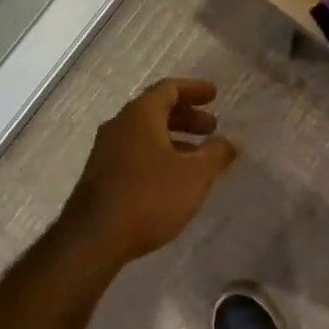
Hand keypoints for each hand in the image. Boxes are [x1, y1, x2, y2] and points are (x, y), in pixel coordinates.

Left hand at [59, 78, 238, 263]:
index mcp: (140, 115)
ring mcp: (106, 151)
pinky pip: (135, 152)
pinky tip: (174, 178)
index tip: (214, 95)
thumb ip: (217, 153)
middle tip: (212, 128)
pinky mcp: (101, 176)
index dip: (194, 89)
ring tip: (198, 156)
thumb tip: (233, 140)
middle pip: (156, 110)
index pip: (168, 89)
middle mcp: (119, 126)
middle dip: (187, 116)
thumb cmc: (150, 197)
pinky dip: (159, 154)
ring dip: (174, 138)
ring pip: (145, 133)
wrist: (94, 239)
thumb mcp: (195, 175)